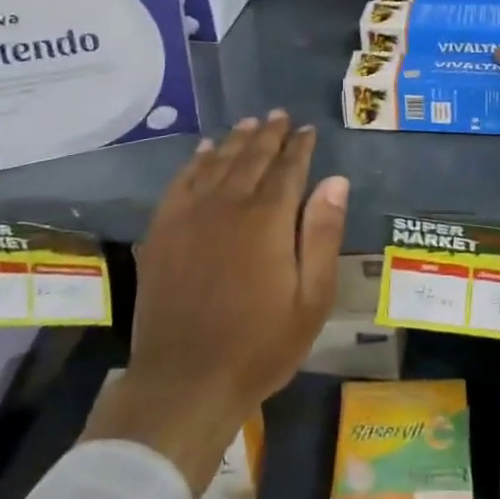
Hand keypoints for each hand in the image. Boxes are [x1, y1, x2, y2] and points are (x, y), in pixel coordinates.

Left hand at [83, 111, 347, 495]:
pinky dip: (196, 161)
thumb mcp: (311, 299)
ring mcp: (190, 216)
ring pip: (217, 163)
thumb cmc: (260, 345)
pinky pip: (181, 182)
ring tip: (250, 123)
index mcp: (267, 219)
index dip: (300, 146)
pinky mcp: (163, 231)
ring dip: (236, 140)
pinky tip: (204, 151)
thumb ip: (323, 234)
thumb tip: (336, 181)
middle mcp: (228, 205)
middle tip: (280, 116)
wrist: (185, 382)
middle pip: (252, 157)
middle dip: (269, 134)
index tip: (308, 130)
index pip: (288, 168)